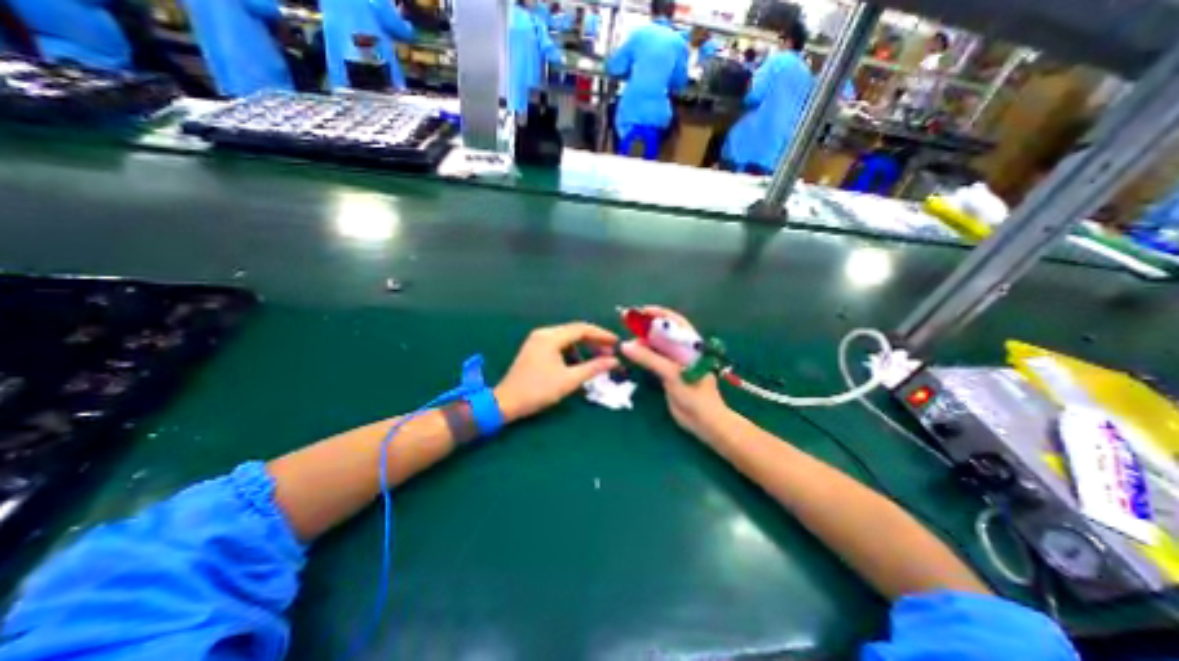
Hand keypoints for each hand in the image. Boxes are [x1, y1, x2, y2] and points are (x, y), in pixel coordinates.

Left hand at [494, 321, 620, 419]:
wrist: (506, 402)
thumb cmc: (538, 390)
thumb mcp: (569, 380)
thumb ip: (593, 368)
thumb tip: (614, 361)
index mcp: (550, 337)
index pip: (582, 329)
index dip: (602, 335)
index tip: (616, 343)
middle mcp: (544, 333)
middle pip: (575, 331)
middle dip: (594, 341)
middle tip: (610, 353)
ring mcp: (537, 341)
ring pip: (567, 339)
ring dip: (583, 348)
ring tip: (596, 361)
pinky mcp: (535, 349)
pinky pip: (559, 345)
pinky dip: (572, 353)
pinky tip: (577, 365)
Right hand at [621, 307, 732, 441]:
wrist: (704, 422)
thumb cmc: (694, 395)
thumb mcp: (671, 374)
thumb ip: (649, 358)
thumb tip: (626, 345)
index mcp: (691, 345)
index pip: (675, 322)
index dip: (659, 314)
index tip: (640, 311)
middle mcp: (683, 350)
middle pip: (664, 332)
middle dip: (647, 326)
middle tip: (628, 323)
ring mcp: (676, 362)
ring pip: (658, 346)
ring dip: (644, 341)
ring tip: (628, 340)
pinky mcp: (669, 374)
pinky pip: (655, 359)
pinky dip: (644, 354)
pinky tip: (633, 354)